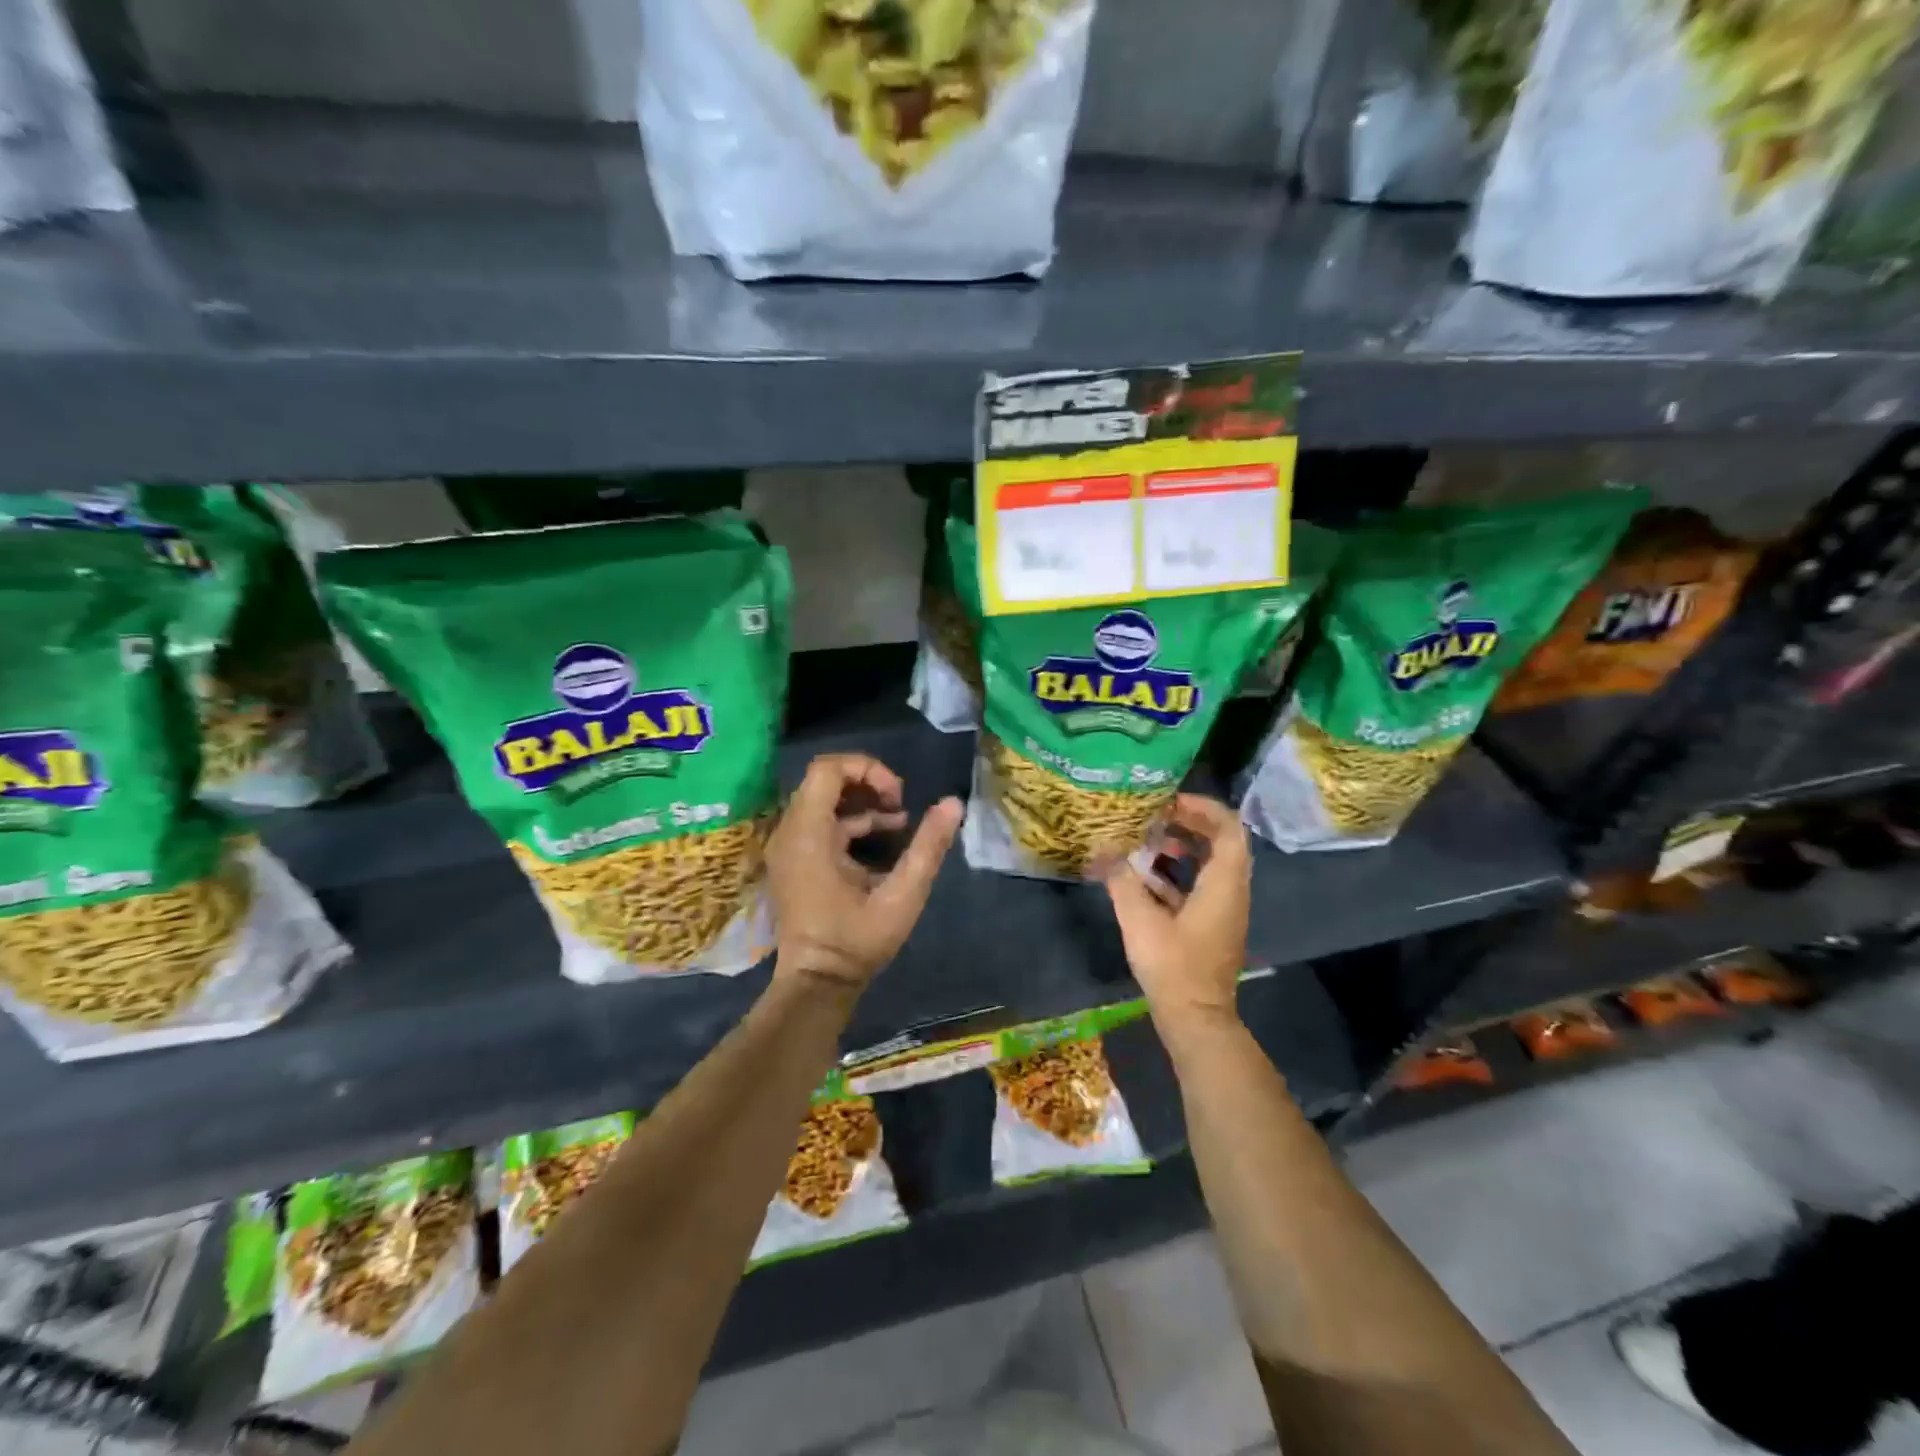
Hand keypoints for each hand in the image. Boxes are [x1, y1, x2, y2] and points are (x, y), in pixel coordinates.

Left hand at [765, 753, 962, 991]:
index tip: (898, 796)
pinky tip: (885, 838)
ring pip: (823, 800)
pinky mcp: (794, 859)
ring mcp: (788, 846)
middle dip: (868, 783)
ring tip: (900, 820)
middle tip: (900, 804)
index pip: (827, 769)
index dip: (867, 769)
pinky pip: (820, 822)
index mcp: (809, 834)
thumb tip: (953, 803)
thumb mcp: (902, 896)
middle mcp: (790, 832)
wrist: (816, 984)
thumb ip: (928, 847)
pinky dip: (851, 822)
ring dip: (862, 803)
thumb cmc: (857, 942)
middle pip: (825, 780)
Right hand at [1101, 794, 1249, 1031]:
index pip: (1229, 828)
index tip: (1168, 803)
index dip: (1202, 808)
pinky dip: (1176, 874)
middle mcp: (1230, 892)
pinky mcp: (1210, 926)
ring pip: (1208, 865)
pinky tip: (1143, 877)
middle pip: (1220, 842)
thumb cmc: (1174, 967)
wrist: (1195, 1020)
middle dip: (1188, 824)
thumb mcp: (1140, 920)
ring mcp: (1222, 910)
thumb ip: (1121, 879)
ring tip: (1145, 843)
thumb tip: (1102, 849)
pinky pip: (1198, 886)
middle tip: (1154, 817)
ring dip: (1181, 849)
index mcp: (1223, 884)